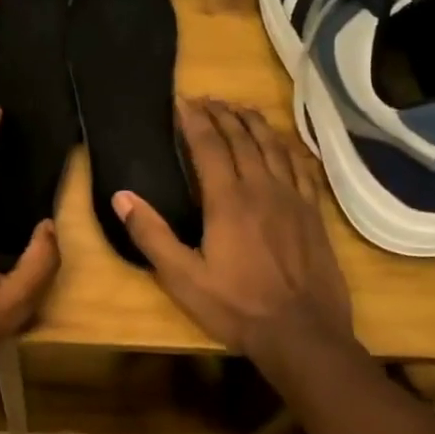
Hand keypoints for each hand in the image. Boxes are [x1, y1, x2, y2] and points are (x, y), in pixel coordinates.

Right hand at [113, 98, 354, 367]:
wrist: (303, 334)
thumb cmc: (237, 306)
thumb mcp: (182, 278)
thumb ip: (151, 235)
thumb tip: (121, 197)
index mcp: (227, 199)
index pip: (208, 144)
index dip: (194, 119)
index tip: (182, 101)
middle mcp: (261, 187)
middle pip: (241, 137)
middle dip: (222, 113)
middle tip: (207, 99)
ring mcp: (292, 198)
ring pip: (273, 146)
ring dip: (254, 122)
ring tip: (241, 108)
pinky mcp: (313, 212)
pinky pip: (301, 167)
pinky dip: (289, 147)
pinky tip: (283, 143)